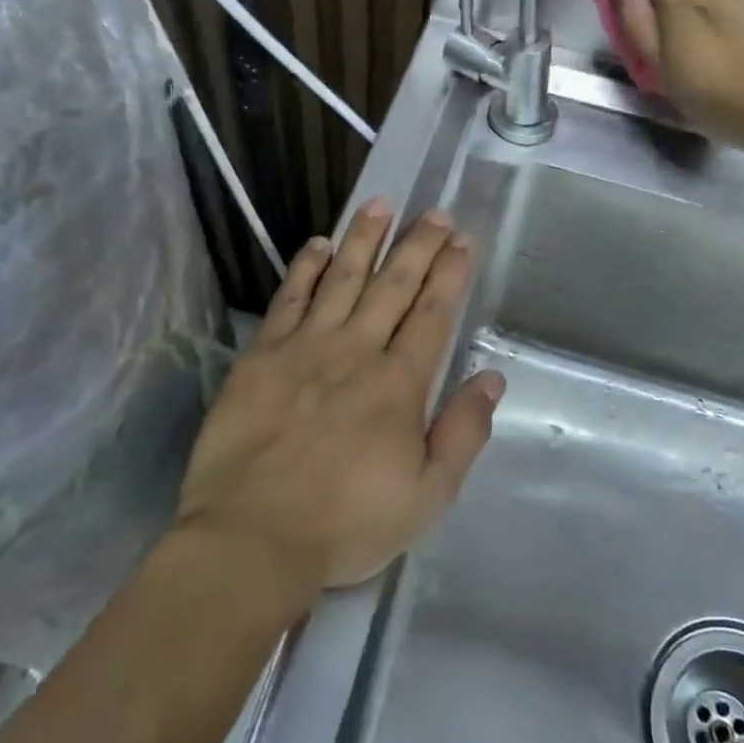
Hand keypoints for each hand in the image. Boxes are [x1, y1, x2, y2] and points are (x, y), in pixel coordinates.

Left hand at [175, 200, 503, 604]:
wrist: (252, 537)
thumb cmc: (347, 524)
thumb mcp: (428, 496)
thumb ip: (463, 432)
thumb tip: (491, 378)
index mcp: (399, 383)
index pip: (432, 314)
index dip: (450, 274)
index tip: (462, 240)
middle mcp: (356, 350)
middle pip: (393, 285)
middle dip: (418, 245)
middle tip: (434, 212)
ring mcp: (306, 347)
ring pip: (342, 279)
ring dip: (364, 239)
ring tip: (380, 205)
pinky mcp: (262, 355)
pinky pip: (289, 298)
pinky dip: (306, 268)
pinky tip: (318, 244)